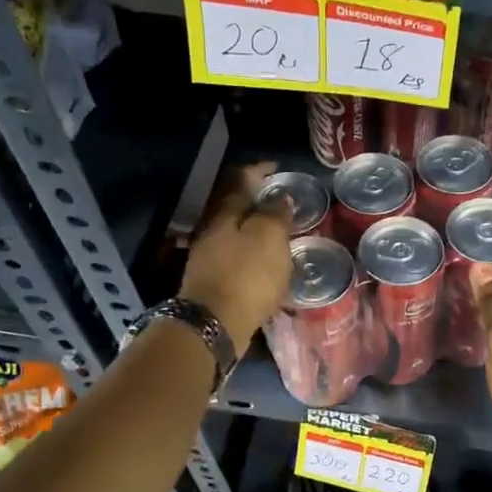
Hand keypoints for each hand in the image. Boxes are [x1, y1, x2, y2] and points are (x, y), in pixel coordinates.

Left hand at [181, 163, 293, 353]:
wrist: (214, 324)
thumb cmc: (246, 275)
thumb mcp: (269, 238)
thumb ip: (276, 213)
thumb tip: (280, 196)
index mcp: (225, 212)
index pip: (242, 179)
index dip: (260, 170)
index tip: (278, 167)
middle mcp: (212, 228)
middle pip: (234, 205)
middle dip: (257, 200)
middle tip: (282, 201)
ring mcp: (209, 255)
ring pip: (234, 231)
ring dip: (255, 228)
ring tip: (279, 233)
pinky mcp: (212, 279)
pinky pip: (235, 255)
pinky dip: (252, 252)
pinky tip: (266, 262)